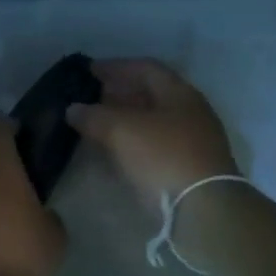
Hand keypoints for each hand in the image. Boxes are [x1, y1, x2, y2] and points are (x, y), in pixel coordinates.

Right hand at [67, 59, 239, 206]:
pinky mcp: (188, 168)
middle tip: (91, 98)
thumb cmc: (163, 157)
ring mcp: (192, 142)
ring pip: (152, 123)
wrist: (203, 209)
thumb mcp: (122, 130)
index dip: (116, 66)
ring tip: (97, 126)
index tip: (89, 71)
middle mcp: (190, 112)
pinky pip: (155, 147)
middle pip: (151, 95)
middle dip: (119, 94)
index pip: (146, 67)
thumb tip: (73, 108)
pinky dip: (132, 144)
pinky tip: (114, 152)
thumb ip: (94, 116)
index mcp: (180, 93)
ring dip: (124, 121)